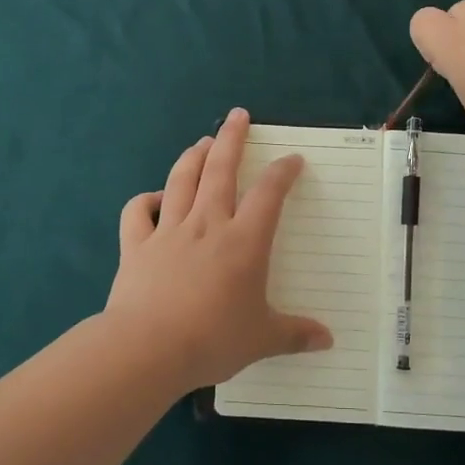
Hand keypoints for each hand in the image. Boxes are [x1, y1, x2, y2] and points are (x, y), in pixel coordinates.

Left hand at [106, 108, 333, 388]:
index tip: (292, 159)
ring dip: (193, 157)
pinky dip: (145, 199)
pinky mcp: (136, 245)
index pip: (269, 194)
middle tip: (238, 116)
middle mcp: (207, 225)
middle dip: (231, 139)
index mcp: (244, 241)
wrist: (148, 348)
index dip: (282, 172)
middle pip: (220, 170)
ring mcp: (168, 231)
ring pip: (181, 180)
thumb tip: (328, 340)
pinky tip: (154, 198)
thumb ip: (295, 334)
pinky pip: (137, 212)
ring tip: (202, 142)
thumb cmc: (213, 339)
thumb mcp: (262, 340)